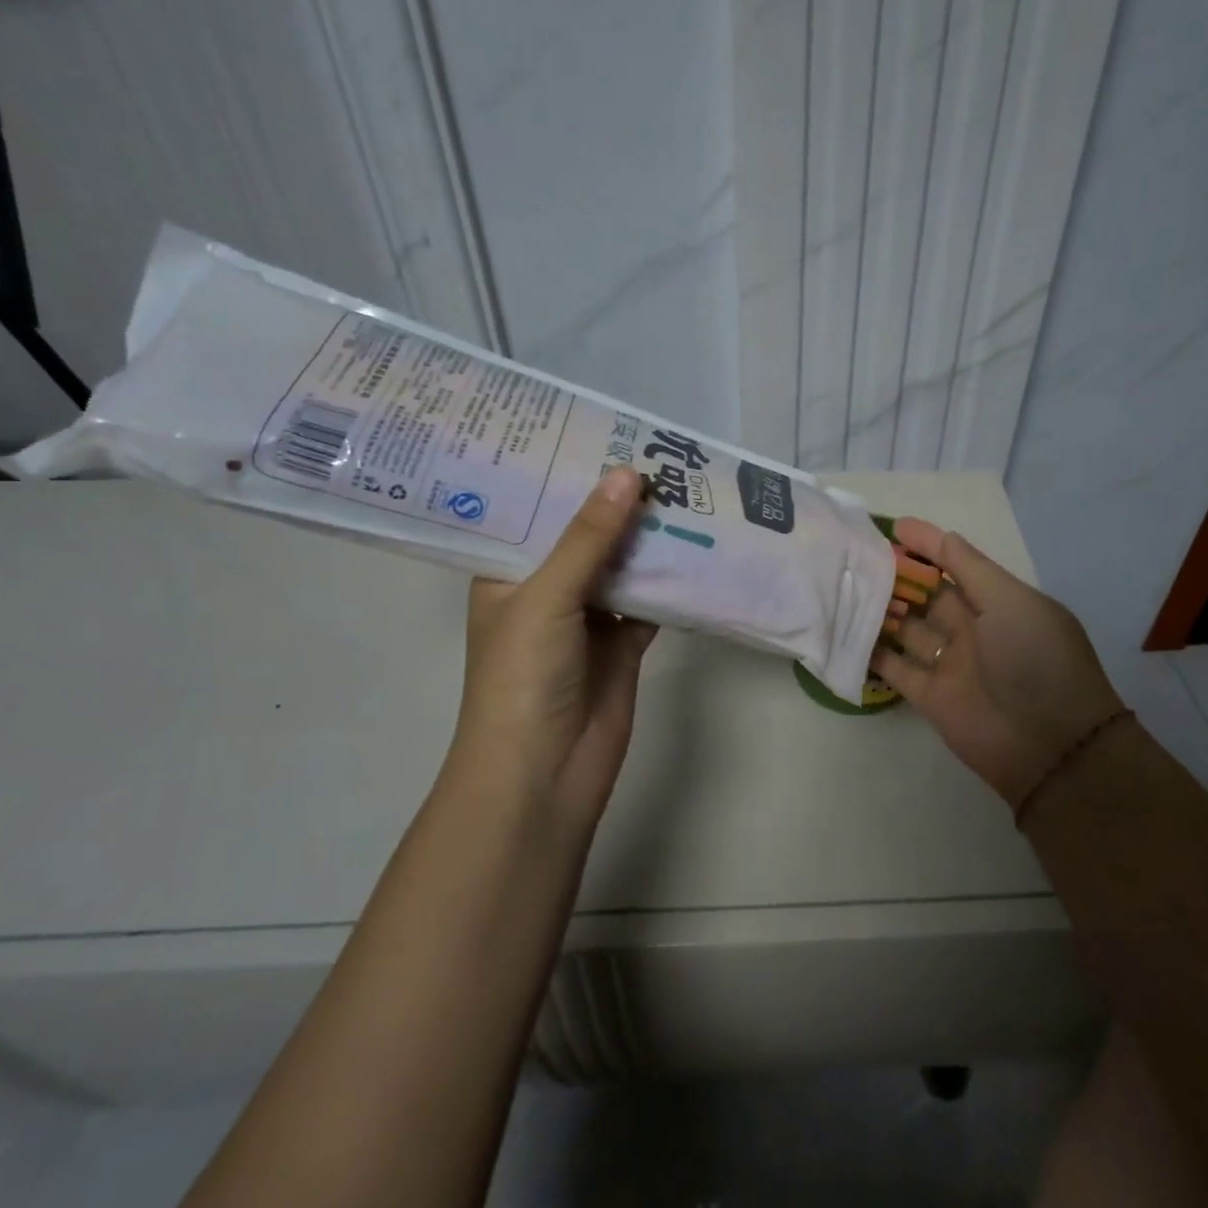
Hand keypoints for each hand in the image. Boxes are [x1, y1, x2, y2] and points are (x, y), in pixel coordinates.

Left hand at [445, 467, 656, 830]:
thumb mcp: (545, 597)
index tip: (596, 432)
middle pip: (585, 534)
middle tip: (654, 451)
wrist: (544, 774)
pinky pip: (652, 598)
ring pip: (623, 564)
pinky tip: (700, 543)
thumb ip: (588, 538)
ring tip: (683, 485)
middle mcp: (547, 588)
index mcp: (507, 573)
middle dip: (616, 501)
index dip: (562, 475)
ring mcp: (589, 617)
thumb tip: (629, 474)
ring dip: (649, 536)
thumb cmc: (521, 678)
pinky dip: (673, 577)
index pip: (533, 512)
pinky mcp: (624, 641)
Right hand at [874, 518, 1124, 813]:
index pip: (957, 563)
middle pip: (927, 595)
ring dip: (881, 611)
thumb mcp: (1010, 602)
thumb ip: (970, 569)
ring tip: (843, 589)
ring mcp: (951, 663)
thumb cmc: (1035, 659)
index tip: (892, 527)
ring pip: (908, 629)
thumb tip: (939, 535)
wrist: (1050, 746)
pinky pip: (897, 669)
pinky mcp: (931, 697)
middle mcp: (973, 628)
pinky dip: (873, 654)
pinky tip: (845, 634)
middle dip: (897, 576)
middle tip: (855, 557)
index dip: (927, 544)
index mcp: (997, 601)